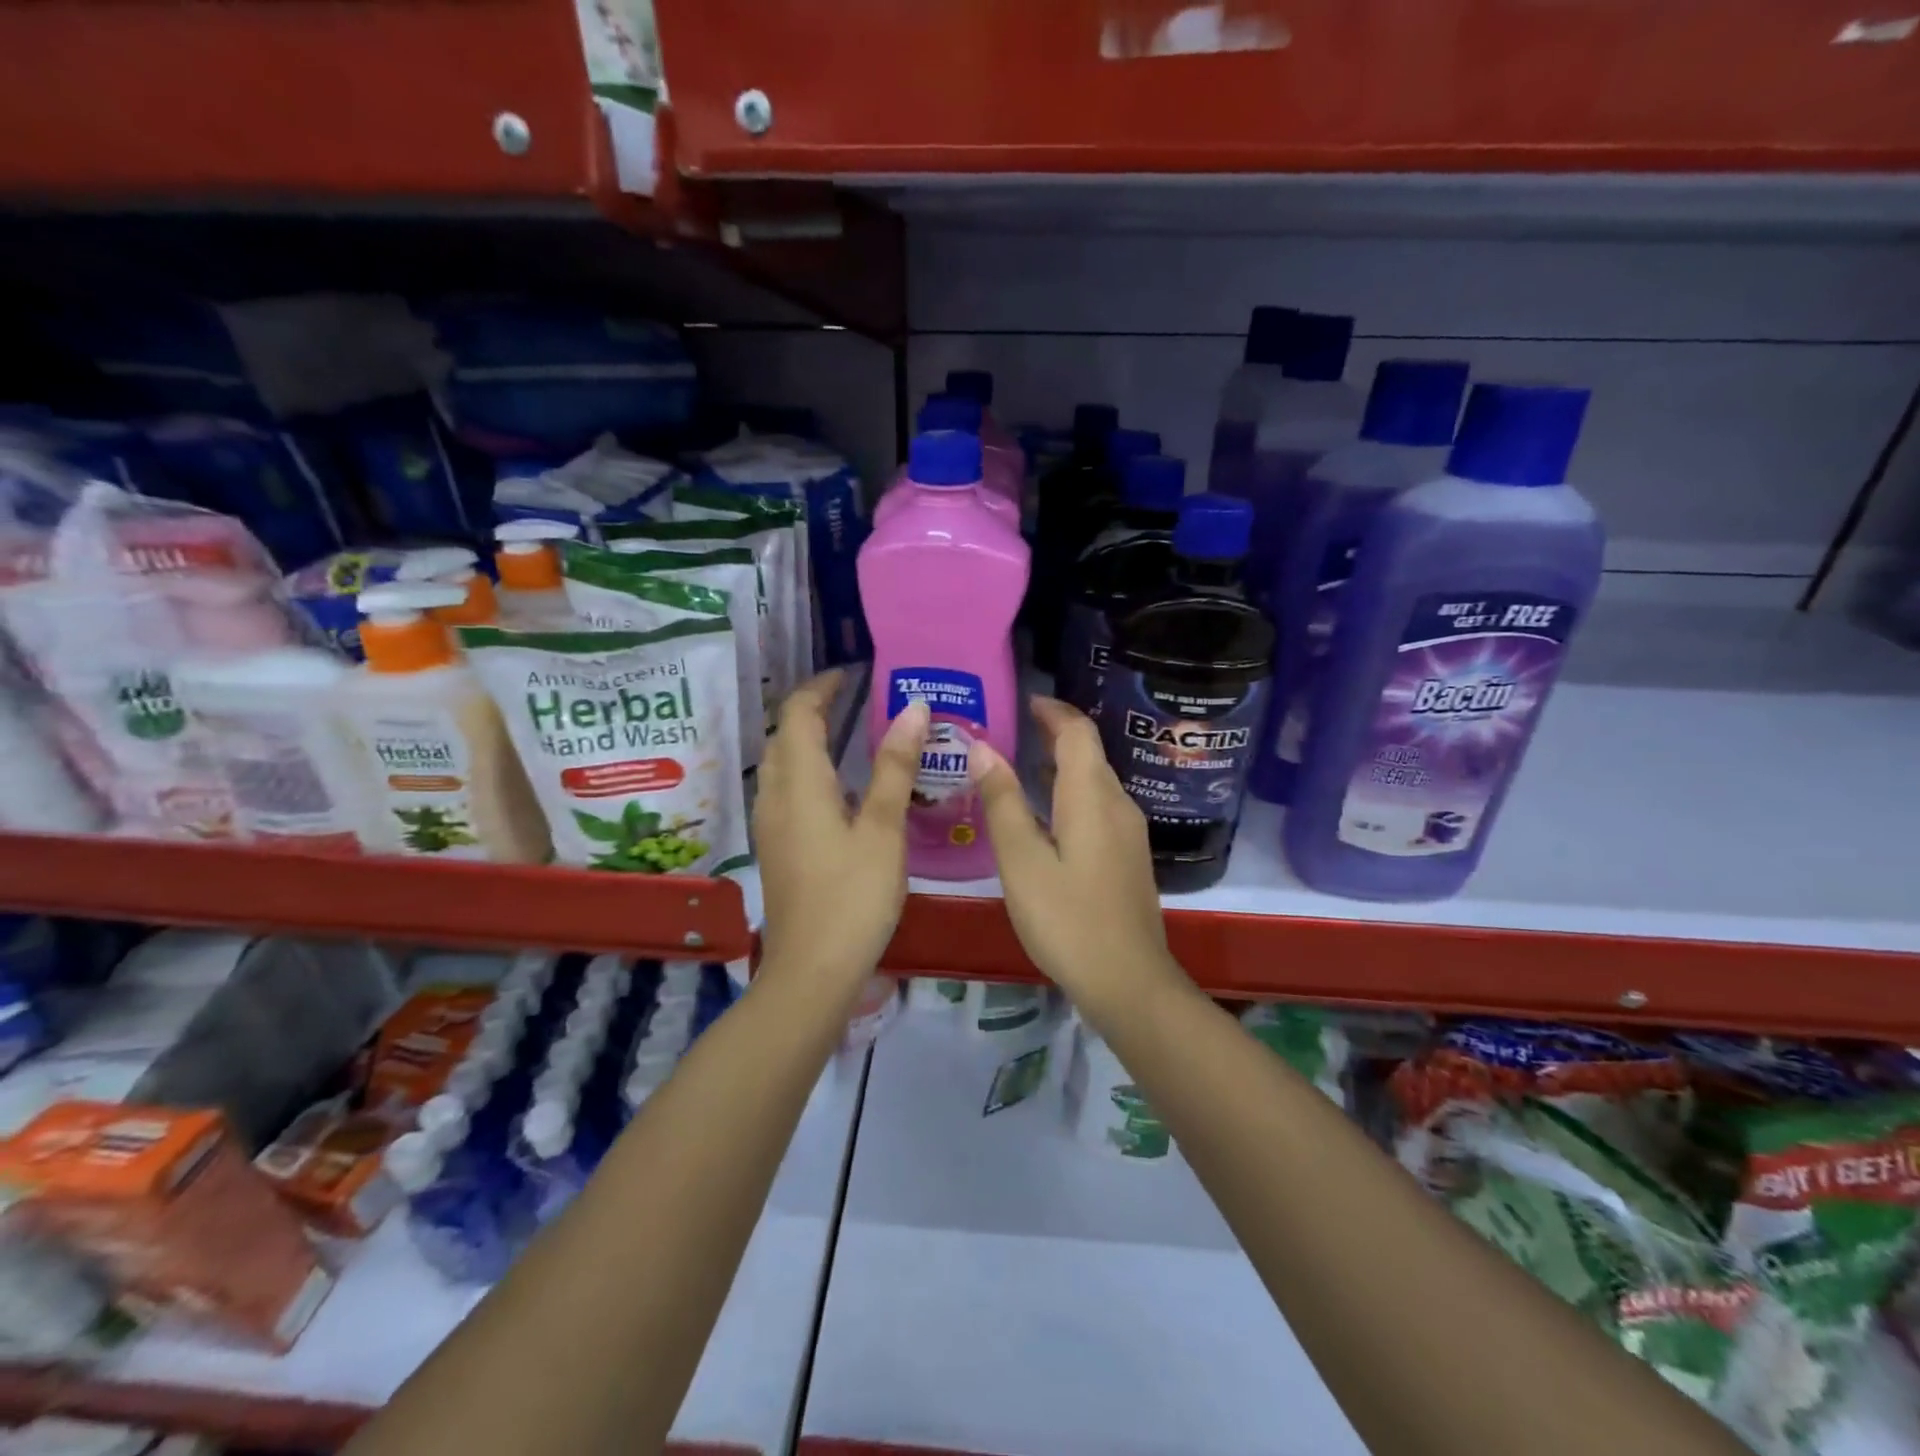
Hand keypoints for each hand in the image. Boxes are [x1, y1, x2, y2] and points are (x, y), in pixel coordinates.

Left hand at [754, 670, 927, 987]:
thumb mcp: (884, 829)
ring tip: (847, 733)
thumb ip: (896, 766)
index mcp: (800, 783)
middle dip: (812, 708)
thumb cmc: (854, 896)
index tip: (852, 674)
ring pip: (781, 763)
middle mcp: (775, 795)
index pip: (800, 713)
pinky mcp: (776, 848)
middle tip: (853, 698)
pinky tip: (838, 788)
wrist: (813, 969)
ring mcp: (770, 824)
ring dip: (806, 739)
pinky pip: (785, 790)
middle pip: (784, 735)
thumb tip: (912, 708)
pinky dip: (806, 769)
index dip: (822, 687)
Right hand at [968, 696, 1181, 1008]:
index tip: (1024, 701)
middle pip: (1089, 753)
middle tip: (1013, 729)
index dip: (1052, 711)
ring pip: (1094, 781)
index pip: (1077, 732)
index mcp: (1091, 796)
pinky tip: (1046, 815)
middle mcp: (1117, 804)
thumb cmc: (1067, 919)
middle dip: (1055, 734)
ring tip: (1021, 765)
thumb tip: (983, 748)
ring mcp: (1128, 833)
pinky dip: (1071, 794)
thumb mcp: (1022, 860)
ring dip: (1062, 765)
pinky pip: (1098, 807)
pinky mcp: (1128, 857)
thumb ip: (1002, 801)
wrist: (1127, 981)